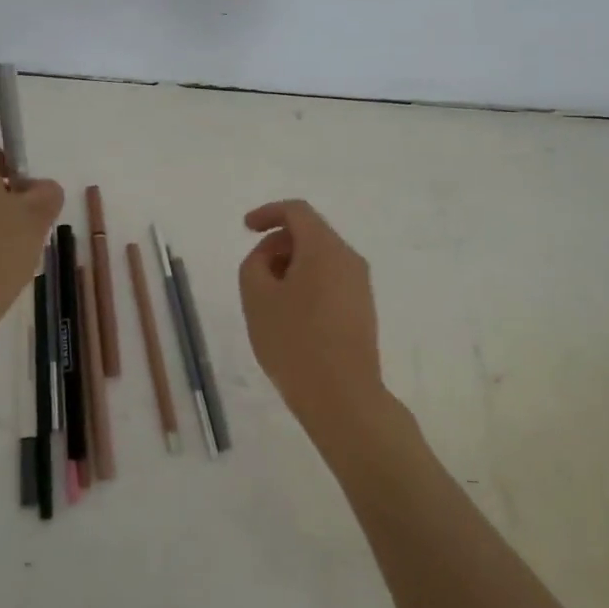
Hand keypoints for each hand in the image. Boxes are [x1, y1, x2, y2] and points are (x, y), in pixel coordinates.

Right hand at [239, 199, 396, 449]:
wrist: (342, 396)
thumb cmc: (294, 341)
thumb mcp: (257, 298)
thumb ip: (254, 264)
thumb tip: (269, 256)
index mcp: (324, 248)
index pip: (297, 211)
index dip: (268, 213)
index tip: (246, 228)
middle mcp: (349, 258)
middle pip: (310, 234)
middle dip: (277, 245)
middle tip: (254, 275)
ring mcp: (360, 284)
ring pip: (320, 259)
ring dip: (291, 267)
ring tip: (269, 301)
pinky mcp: (362, 308)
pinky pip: (330, 280)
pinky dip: (306, 283)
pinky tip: (290, 316)